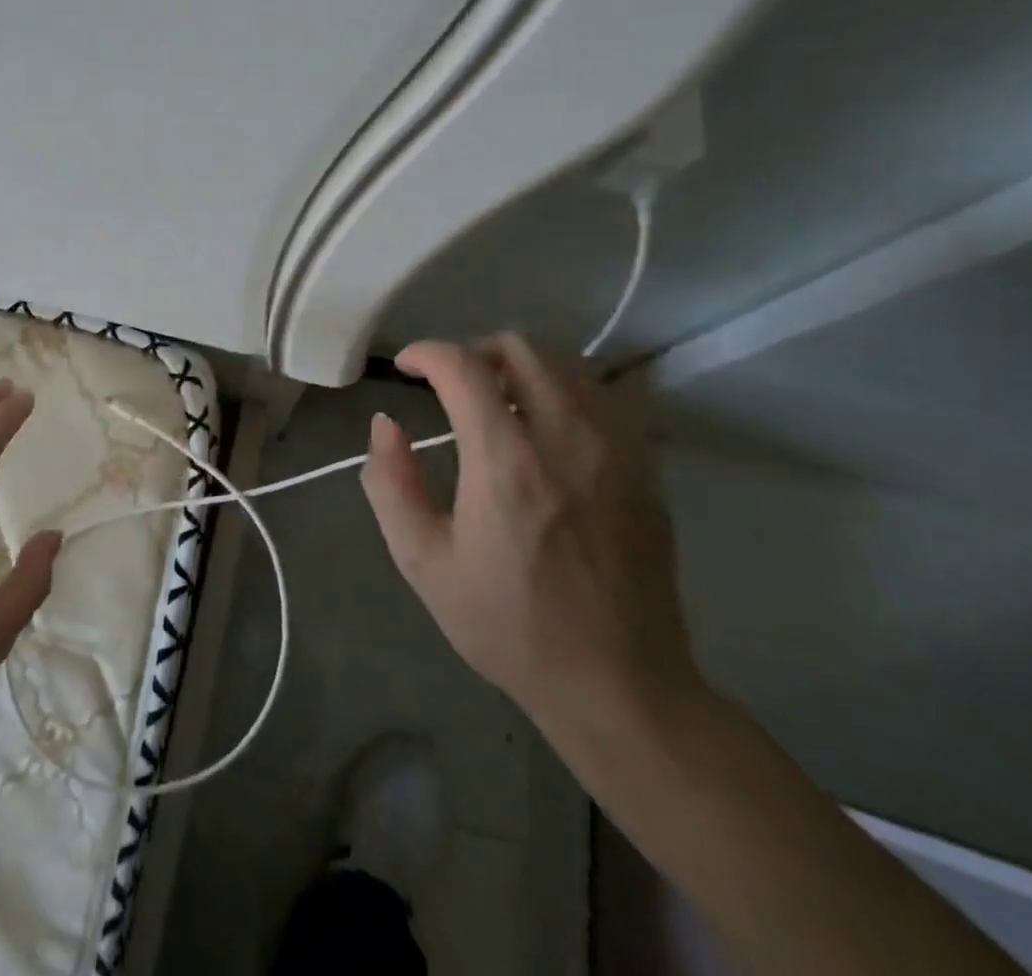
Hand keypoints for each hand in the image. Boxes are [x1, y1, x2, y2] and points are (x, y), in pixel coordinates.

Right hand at [361, 335, 700, 738]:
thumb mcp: (422, 562)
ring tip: (496, 401)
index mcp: (505, 459)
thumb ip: (391, 483)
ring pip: (566, 363)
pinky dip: (564, 390)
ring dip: (520, 367)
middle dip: (473, 351)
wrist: (619, 684)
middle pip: (520, 348)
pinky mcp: (646, 467)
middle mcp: (565, 436)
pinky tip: (547, 427)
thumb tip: (386, 423)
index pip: (464, 366)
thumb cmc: (508, 624)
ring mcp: (616, 448)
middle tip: (449, 384)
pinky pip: (604, 395)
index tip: (405, 367)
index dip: (426, 352)